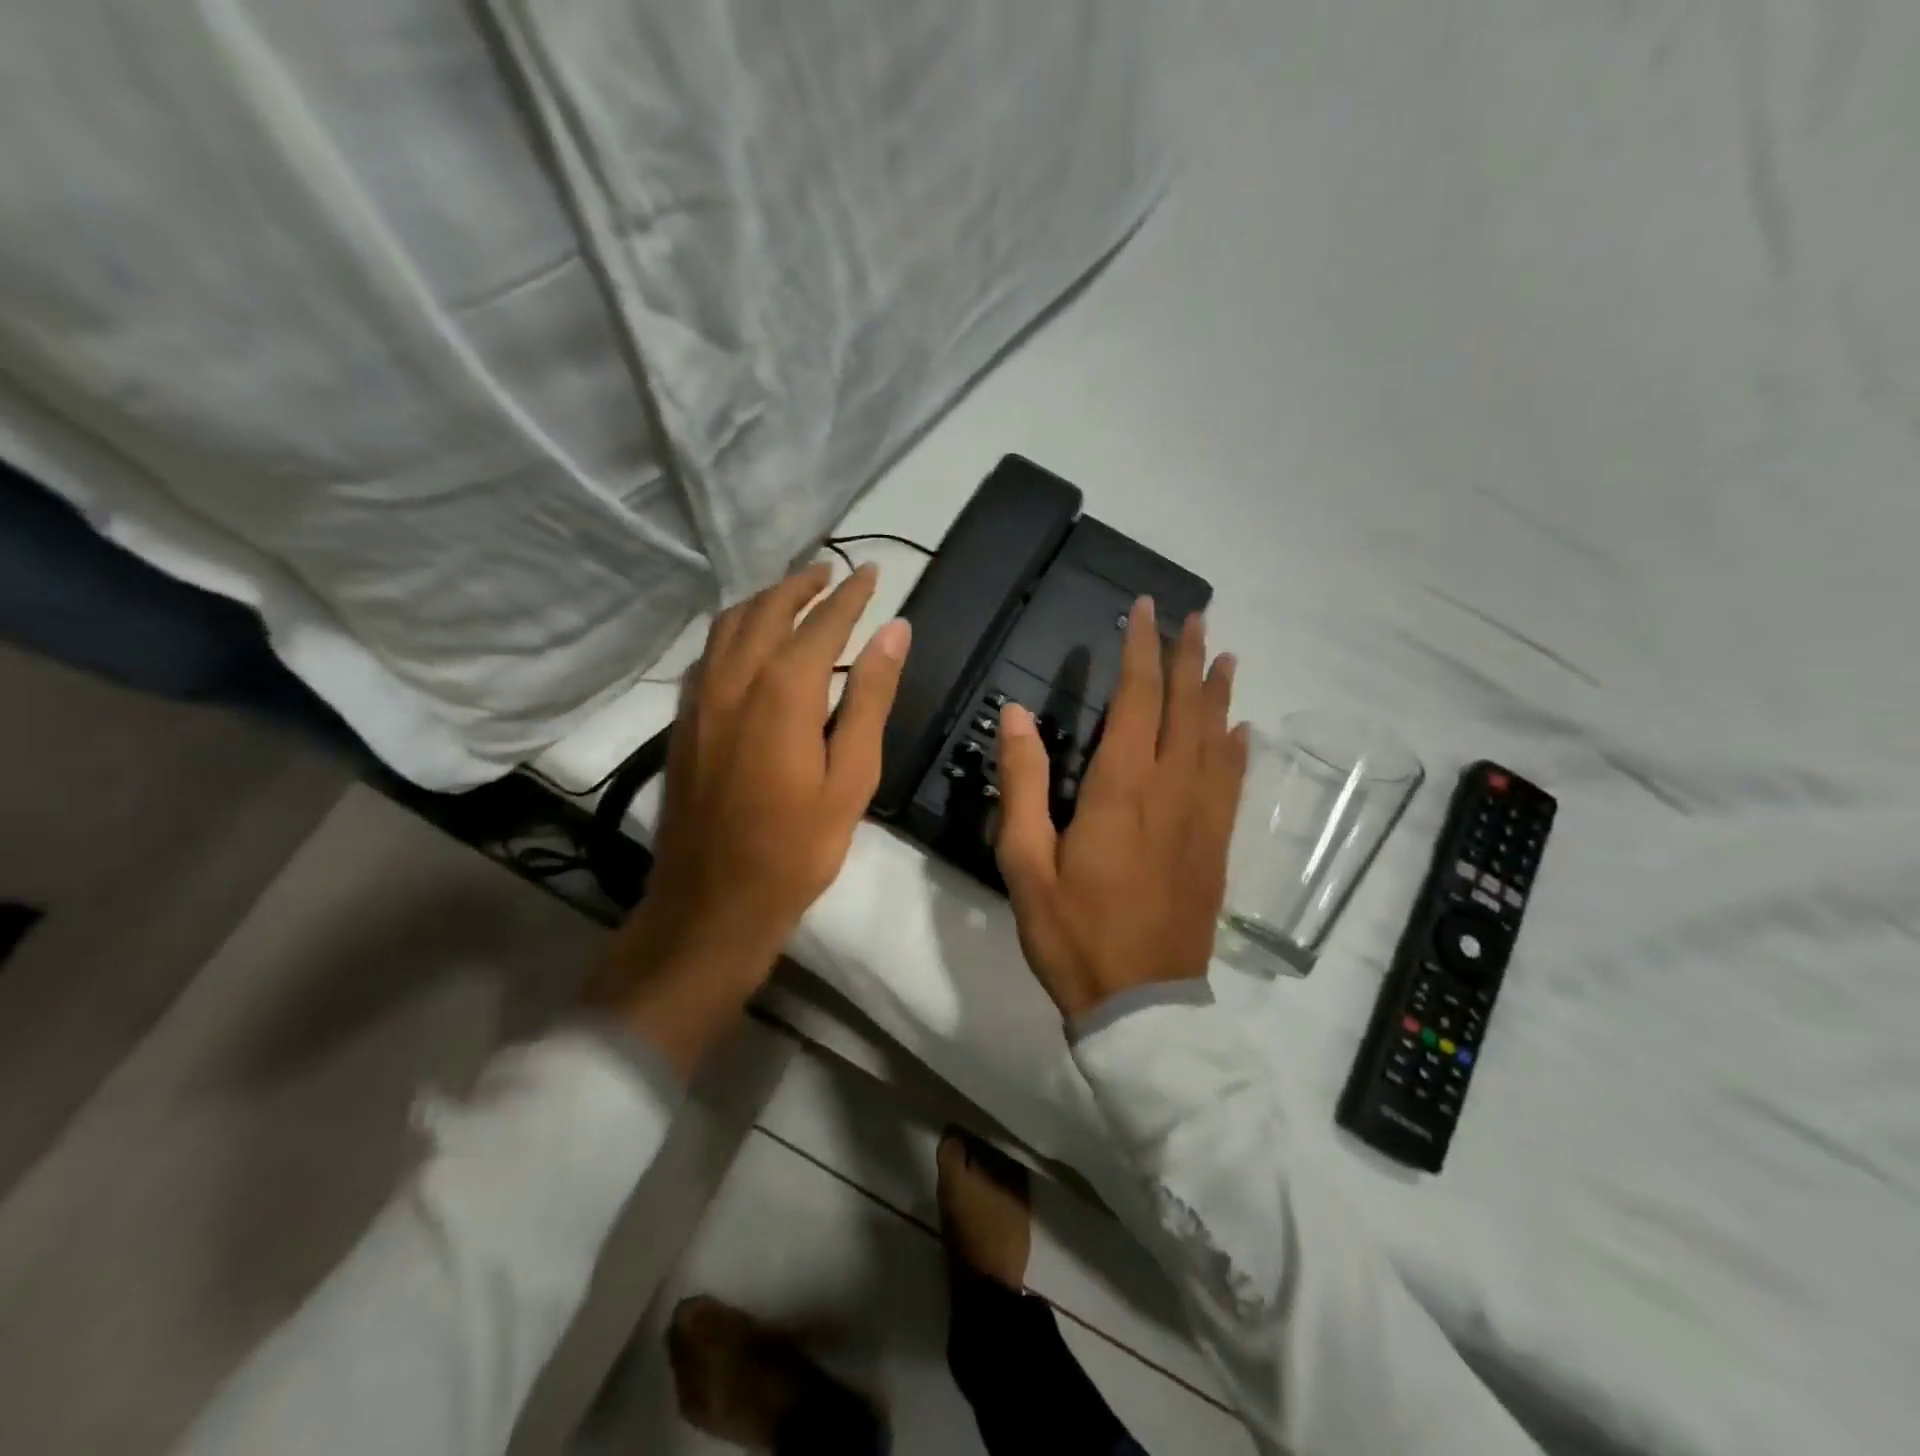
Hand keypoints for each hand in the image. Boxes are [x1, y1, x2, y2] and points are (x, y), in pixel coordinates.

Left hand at [587, 562, 910, 1077]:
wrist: (713, 901)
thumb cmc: (797, 847)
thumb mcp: (852, 776)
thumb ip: (871, 698)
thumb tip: (895, 632)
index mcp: (784, 690)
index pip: (823, 622)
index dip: (851, 595)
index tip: (873, 572)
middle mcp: (735, 678)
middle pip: (769, 610)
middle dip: (802, 584)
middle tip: (832, 572)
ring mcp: (701, 698)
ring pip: (730, 624)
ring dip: (764, 600)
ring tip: (793, 594)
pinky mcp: (683, 720)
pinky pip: (708, 653)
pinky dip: (734, 630)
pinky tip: (747, 642)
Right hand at [994, 599, 1247, 1020]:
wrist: (1141, 1003)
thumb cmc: (1073, 932)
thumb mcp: (1026, 862)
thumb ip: (1023, 783)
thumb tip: (1015, 714)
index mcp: (1120, 789)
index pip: (1137, 700)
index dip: (1141, 651)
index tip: (1145, 611)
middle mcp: (1170, 790)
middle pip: (1185, 709)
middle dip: (1188, 658)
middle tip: (1195, 617)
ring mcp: (1200, 818)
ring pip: (1216, 739)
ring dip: (1218, 694)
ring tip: (1224, 656)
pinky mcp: (1214, 845)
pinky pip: (1231, 782)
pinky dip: (1236, 747)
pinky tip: (1240, 731)